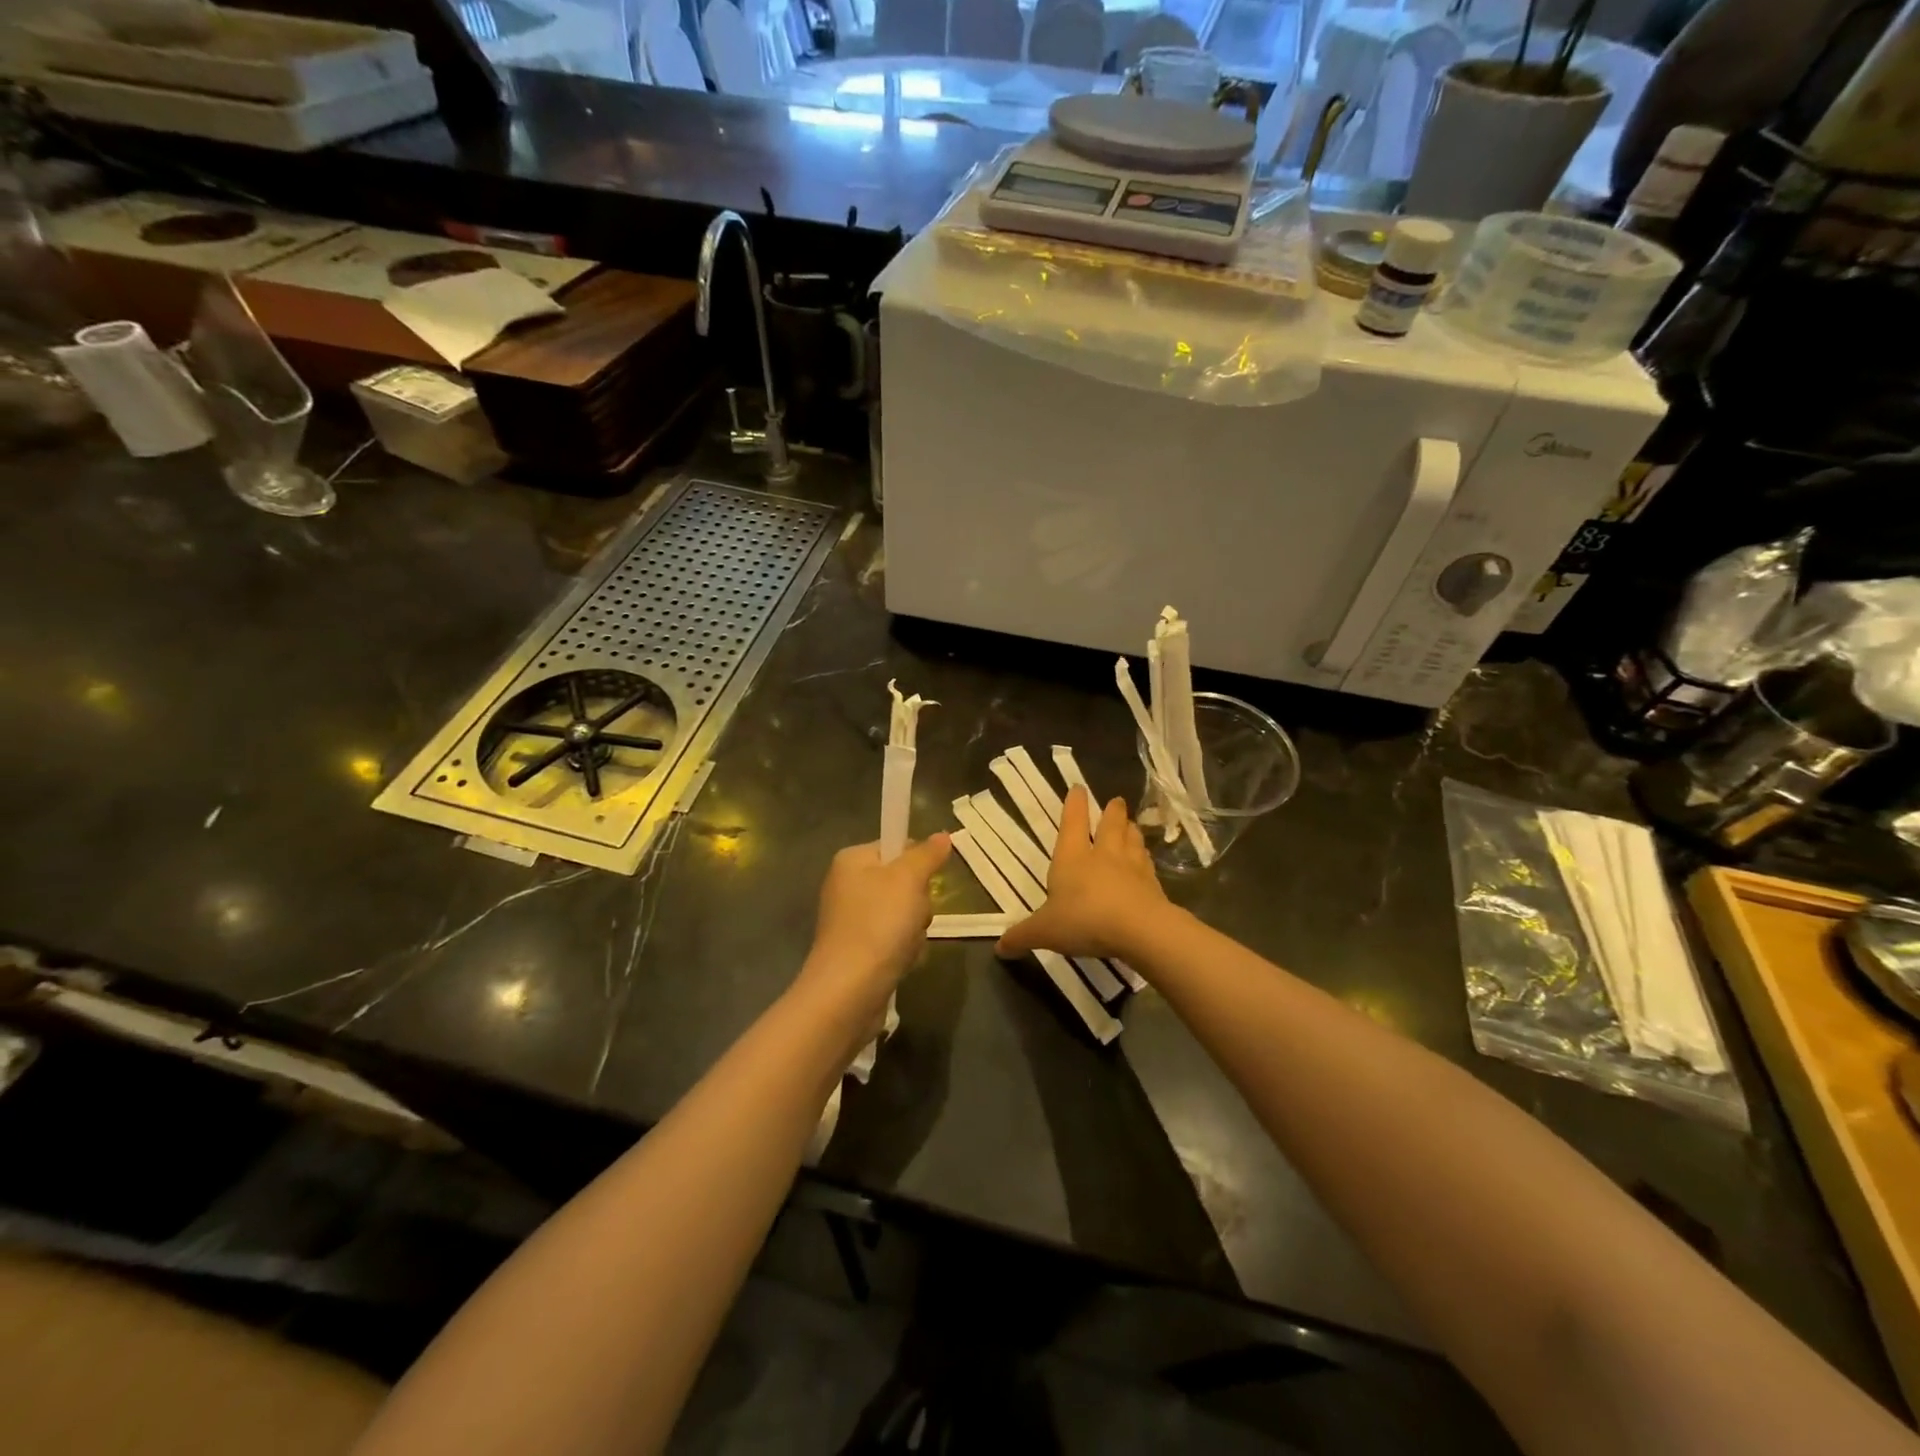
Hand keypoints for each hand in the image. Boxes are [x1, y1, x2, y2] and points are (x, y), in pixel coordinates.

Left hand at [795, 834, 951, 1029]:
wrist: (849, 990)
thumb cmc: (879, 924)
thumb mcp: (909, 880)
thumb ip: (927, 854)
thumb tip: (942, 835)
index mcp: (852, 860)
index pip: (896, 846)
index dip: (918, 863)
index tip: (926, 882)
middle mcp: (847, 885)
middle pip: (903, 882)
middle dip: (919, 903)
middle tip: (915, 916)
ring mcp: (851, 920)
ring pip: (903, 914)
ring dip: (915, 931)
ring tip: (907, 945)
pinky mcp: (858, 950)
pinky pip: (894, 940)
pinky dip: (904, 950)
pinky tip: (901, 962)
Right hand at [998, 787, 1168, 961]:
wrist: (1138, 930)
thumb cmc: (1084, 919)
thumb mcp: (1045, 931)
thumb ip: (1022, 936)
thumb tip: (999, 948)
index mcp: (1072, 857)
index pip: (1072, 822)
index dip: (1074, 804)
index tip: (1078, 788)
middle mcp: (1103, 855)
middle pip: (1110, 825)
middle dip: (1112, 812)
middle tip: (1116, 801)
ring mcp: (1132, 868)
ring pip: (1133, 840)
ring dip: (1132, 830)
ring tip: (1132, 824)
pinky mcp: (1153, 885)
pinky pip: (1148, 865)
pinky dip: (1146, 860)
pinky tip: (1147, 861)